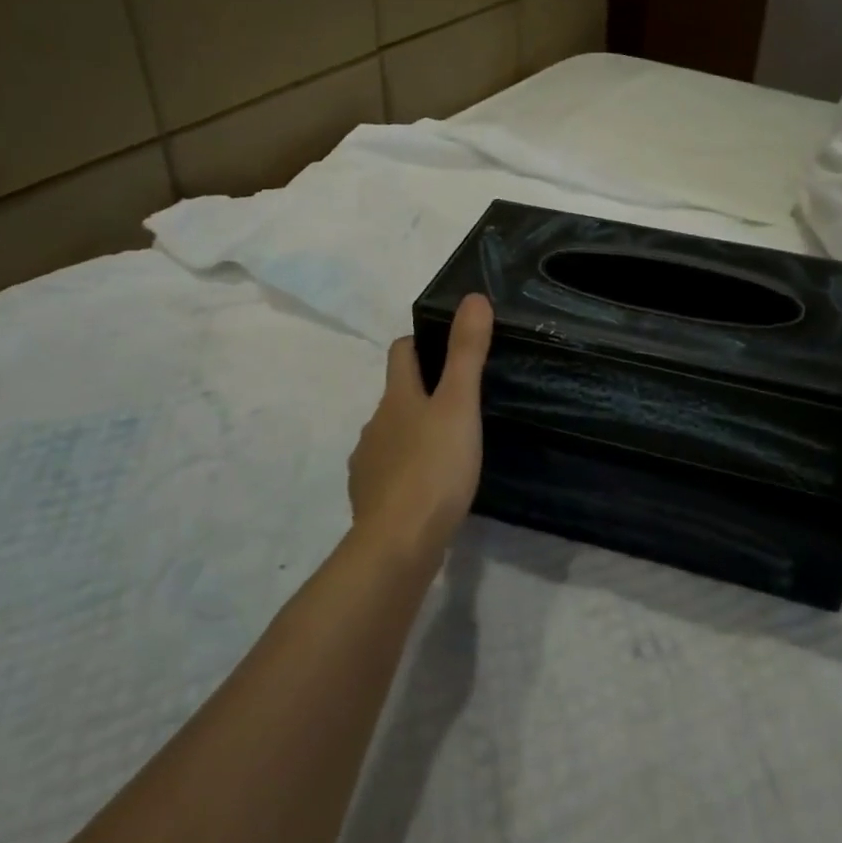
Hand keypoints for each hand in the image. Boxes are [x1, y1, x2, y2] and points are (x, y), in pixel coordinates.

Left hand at [347, 294, 494, 564]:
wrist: (397, 545)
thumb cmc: (434, 467)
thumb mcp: (459, 405)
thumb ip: (467, 353)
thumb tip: (473, 298)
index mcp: (396, 397)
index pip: (401, 352)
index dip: (420, 342)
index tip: (446, 347)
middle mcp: (375, 424)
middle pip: (397, 395)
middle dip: (422, 392)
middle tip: (461, 401)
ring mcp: (368, 463)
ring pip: (392, 435)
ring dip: (415, 433)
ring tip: (449, 446)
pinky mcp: (370, 500)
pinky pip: (389, 473)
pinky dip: (407, 470)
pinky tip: (430, 487)